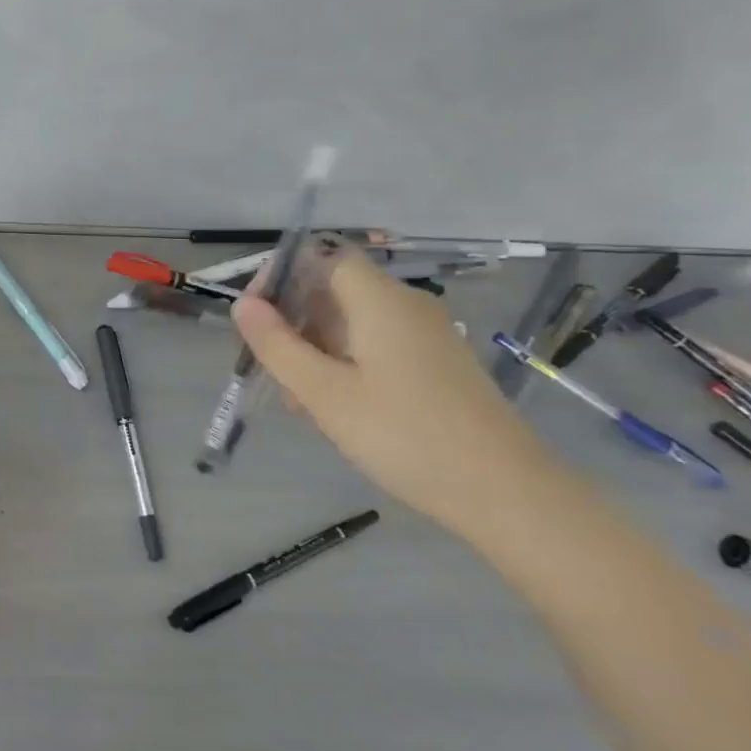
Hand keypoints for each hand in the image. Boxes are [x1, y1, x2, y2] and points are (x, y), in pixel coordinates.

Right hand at [232, 247, 564, 536]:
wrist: (507, 493)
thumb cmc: (405, 436)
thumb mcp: (324, 393)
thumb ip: (277, 345)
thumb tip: (243, 304)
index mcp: (380, 301)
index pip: (322, 258)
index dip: (281, 276)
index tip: (252, 316)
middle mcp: (406, 306)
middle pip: (335, 290)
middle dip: (293, 321)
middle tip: (269, 369)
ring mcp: (426, 336)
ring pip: (352, 322)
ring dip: (315, 348)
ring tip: (299, 401)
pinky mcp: (436, 365)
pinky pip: (376, 346)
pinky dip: (345, 363)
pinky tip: (335, 408)